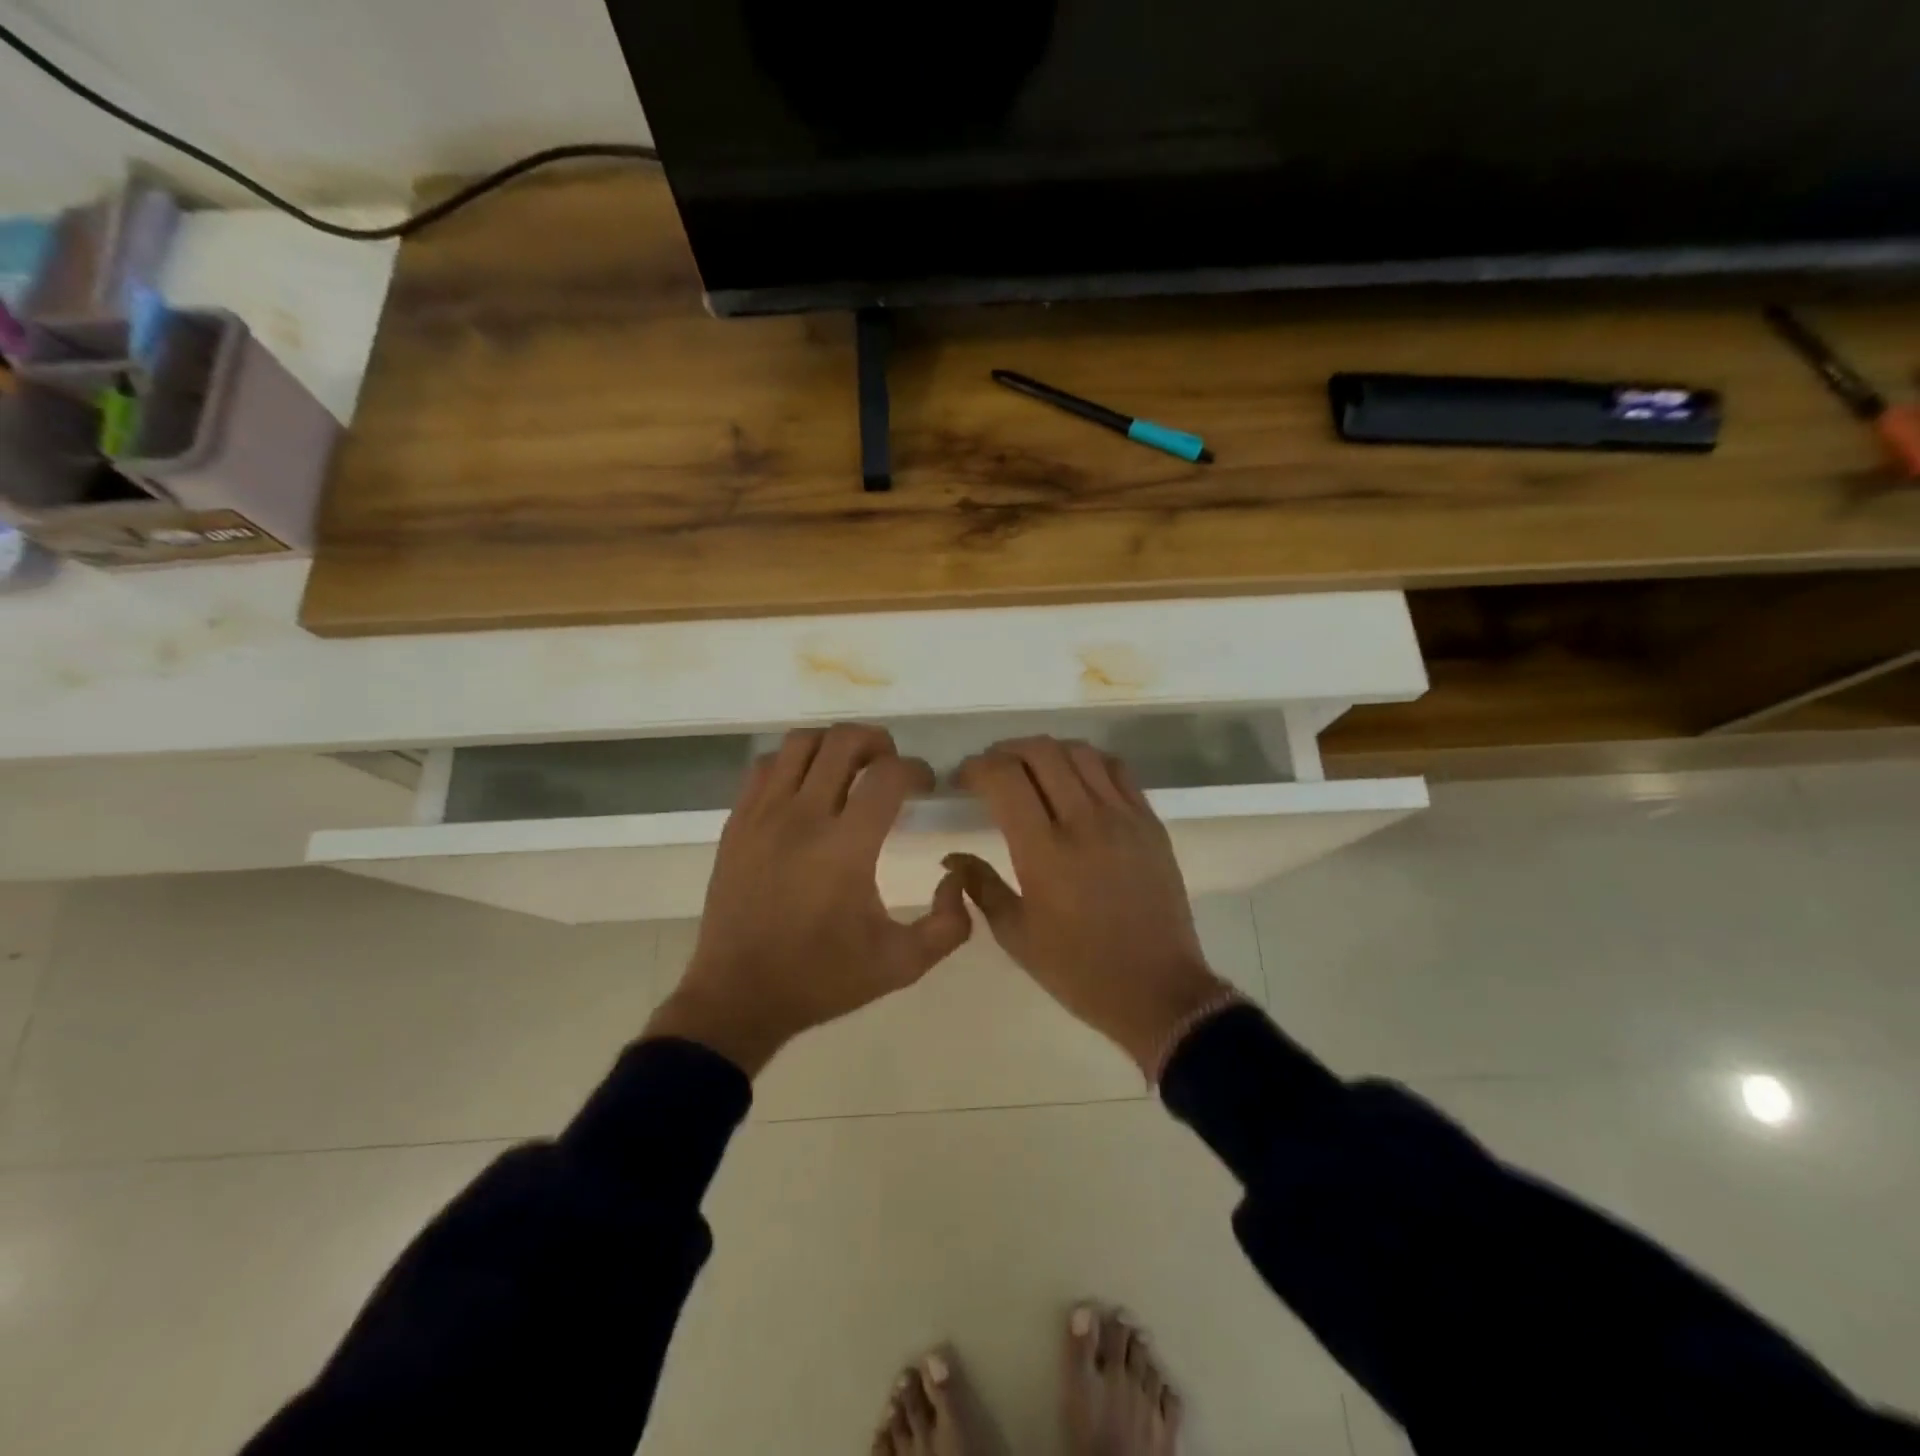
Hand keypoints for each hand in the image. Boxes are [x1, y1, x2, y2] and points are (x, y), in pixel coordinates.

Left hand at [644, 724, 971, 1074]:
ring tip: (851, 767)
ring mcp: (764, 815)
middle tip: (892, 767)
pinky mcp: (737, 822)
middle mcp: (804, 818)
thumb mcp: (902, 965)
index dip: (917, 769)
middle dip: (879, 742)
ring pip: (801, 742)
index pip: (889, 775)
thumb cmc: (823, 979)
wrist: (738, 997)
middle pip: (844, 741)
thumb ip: (949, 924)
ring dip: (834, 744)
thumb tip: (958, 876)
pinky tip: (807, 786)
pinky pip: (767, 766)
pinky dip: (794, 761)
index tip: (926, 785)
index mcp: (847, 848)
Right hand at [948, 738, 1229, 1076]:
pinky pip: (1116, 769)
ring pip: (1079, 752)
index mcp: (1045, 853)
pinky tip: (1074, 779)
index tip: (963, 780)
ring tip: (1030, 770)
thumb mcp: (1016, 936)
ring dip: (1046, 750)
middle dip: (1005, 751)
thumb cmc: (1079, 971)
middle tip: (991, 770)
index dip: (976, 767)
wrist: (1159, 991)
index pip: (1004, 778)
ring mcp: (1123, 817)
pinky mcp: (1150, 822)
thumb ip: (979, 886)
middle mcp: (1085, 822)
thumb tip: (951, 858)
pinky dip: (1087, 761)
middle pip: (1040, 751)